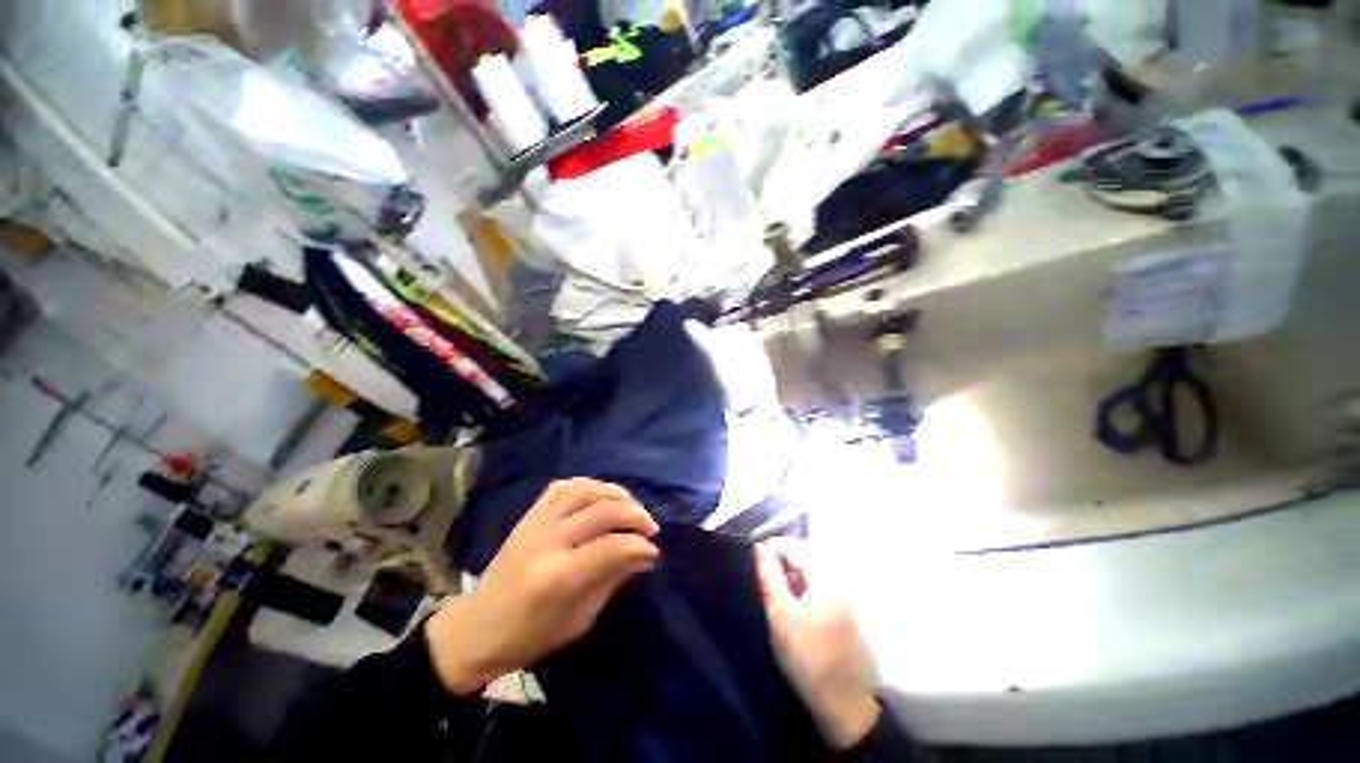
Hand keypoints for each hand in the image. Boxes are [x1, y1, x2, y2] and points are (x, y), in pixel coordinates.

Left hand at [427, 479, 659, 694]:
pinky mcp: (528, 516)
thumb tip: (645, 554)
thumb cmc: (531, 636)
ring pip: (584, 491)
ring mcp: (535, 524)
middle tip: (651, 526)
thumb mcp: (579, 620)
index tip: (654, 550)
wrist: (478, 628)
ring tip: (631, 505)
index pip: (611, 547)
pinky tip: (601, 495)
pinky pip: (562, 487)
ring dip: (615, 493)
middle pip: (602, 512)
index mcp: (558, 577)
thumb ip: (612, 580)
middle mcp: (547, 542)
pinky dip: (588, 485)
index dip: (639, 545)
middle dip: (635, 515)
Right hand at [754, 539, 879, 749]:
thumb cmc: (809, 659)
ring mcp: (837, 598)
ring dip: (784, 578)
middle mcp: (835, 581)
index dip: (771, 549)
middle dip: (777, 564)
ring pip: (804, 575)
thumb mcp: (781, 615)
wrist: (842, 707)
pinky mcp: (834, 612)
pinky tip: (781, 605)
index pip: (795, 547)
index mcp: (827, 578)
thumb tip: (758, 547)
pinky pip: (809, 590)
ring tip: (766, 592)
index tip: (751, 562)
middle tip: (756, 579)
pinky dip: (793, 592)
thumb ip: (769, 577)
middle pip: (801, 558)